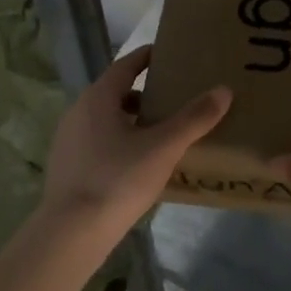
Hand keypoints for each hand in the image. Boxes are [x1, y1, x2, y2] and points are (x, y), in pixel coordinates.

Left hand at [38, 45, 230, 240]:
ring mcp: (68, 140)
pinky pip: (98, 141)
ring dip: (133, 118)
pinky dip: (120, 140)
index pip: (126, 65)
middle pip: (116, 91)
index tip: (170, 55)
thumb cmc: (117, 180)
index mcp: (98, 97)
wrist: (70, 235)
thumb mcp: (163, 148)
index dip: (148, 57)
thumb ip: (194, 118)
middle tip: (175, 96)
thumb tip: (224, 90)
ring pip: (107, 118)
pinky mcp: (66, 166)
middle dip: (145, 92)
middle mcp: (79, 111)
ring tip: (162, 130)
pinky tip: (139, 161)